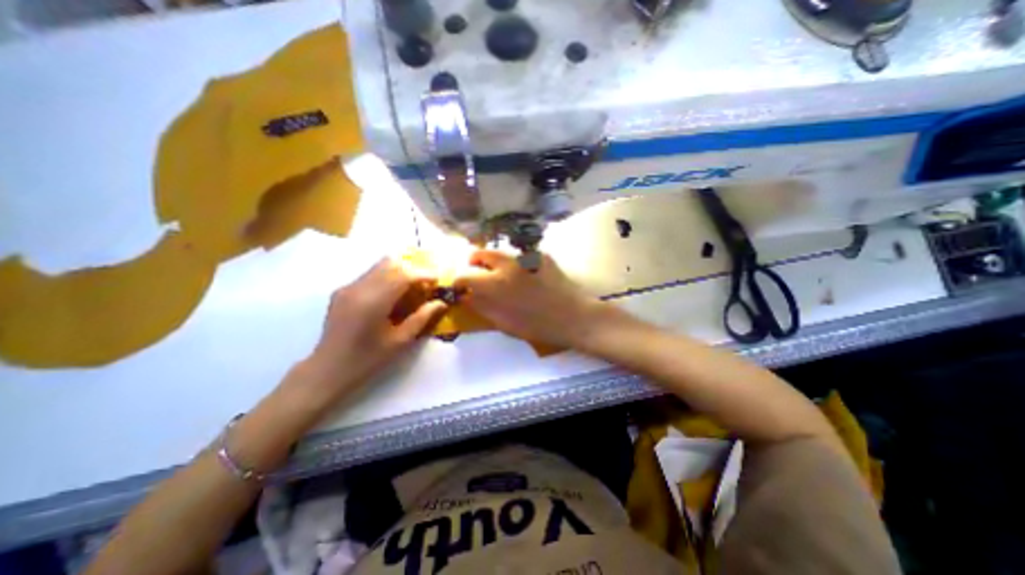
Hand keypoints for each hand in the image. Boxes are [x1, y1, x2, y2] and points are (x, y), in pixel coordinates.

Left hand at [301, 259, 444, 401]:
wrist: (327, 370)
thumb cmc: (367, 359)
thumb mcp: (400, 341)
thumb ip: (422, 318)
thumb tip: (441, 303)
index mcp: (374, 301)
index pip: (404, 275)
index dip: (424, 274)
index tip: (437, 280)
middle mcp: (359, 287)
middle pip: (391, 263)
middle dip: (412, 270)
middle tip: (424, 284)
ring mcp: (348, 287)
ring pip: (379, 266)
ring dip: (399, 272)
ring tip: (410, 289)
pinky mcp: (342, 291)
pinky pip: (370, 275)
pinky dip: (386, 278)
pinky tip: (391, 296)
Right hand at [453, 251, 624, 350]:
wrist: (573, 316)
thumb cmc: (538, 325)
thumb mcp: (504, 323)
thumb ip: (482, 307)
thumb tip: (467, 297)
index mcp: (495, 283)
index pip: (465, 276)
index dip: (459, 281)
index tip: (461, 287)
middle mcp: (507, 263)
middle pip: (482, 253)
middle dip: (475, 261)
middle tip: (477, 271)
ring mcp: (526, 256)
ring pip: (503, 253)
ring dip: (497, 262)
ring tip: (504, 274)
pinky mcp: (542, 255)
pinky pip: (523, 256)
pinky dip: (518, 264)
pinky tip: (528, 276)